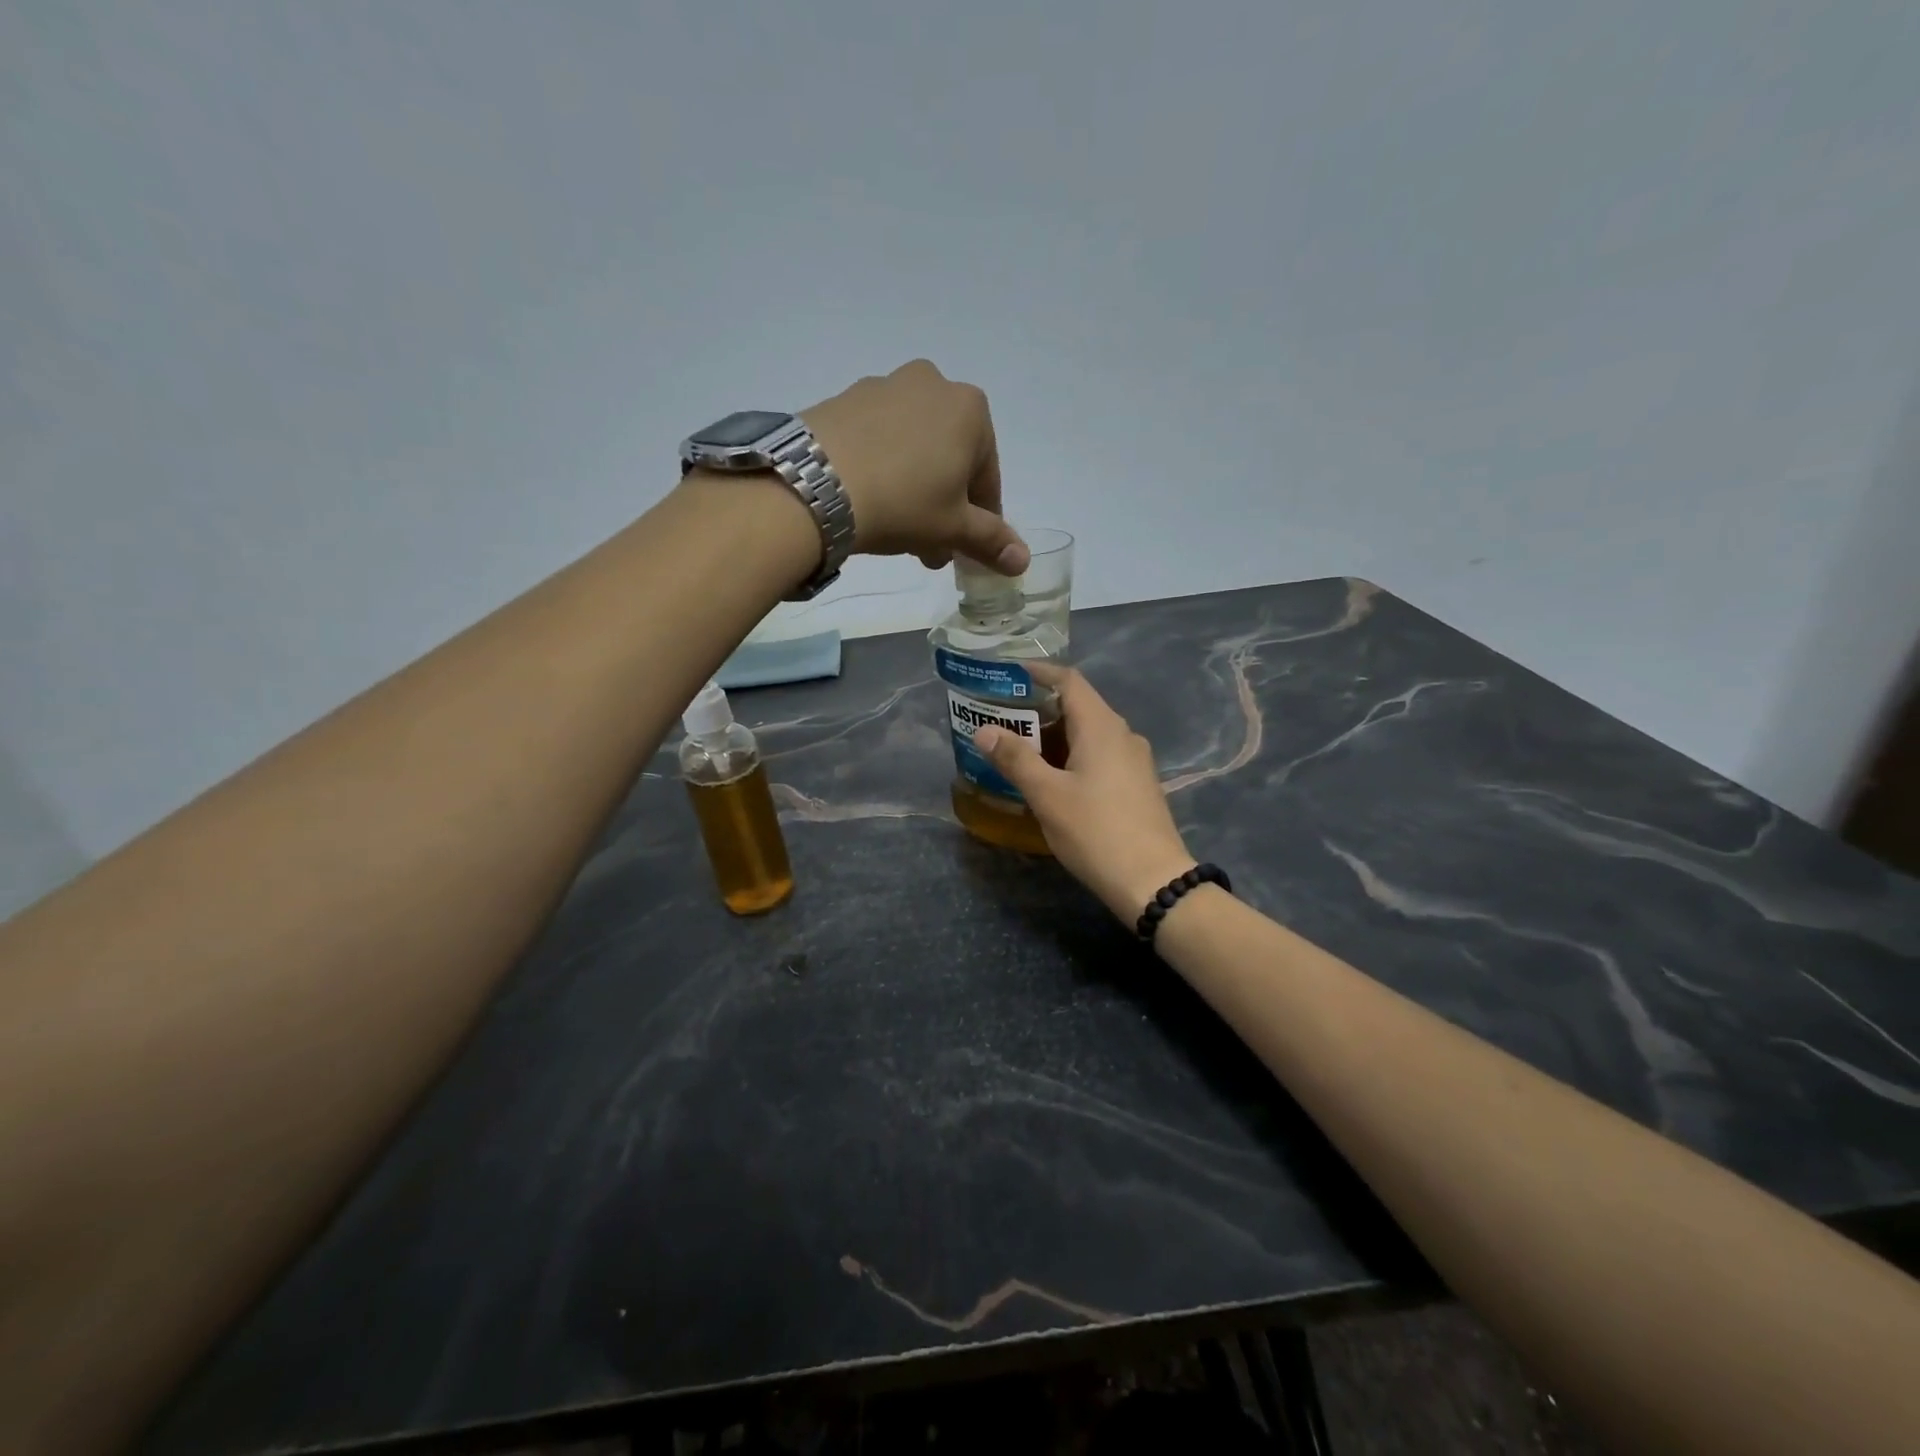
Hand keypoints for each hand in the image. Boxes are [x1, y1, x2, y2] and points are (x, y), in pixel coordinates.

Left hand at [801, 360, 1028, 573]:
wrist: (815, 485)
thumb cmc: (903, 502)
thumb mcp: (953, 528)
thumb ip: (991, 541)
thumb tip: (1023, 561)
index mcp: (971, 409)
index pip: (988, 476)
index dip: (981, 519)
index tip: (965, 548)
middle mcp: (932, 384)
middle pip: (950, 459)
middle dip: (945, 506)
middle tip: (930, 548)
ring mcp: (884, 386)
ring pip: (914, 450)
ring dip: (915, 491)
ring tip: (898, 533)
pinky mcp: (844, 399)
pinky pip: (878, 440)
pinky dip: (883, 470)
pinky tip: (868, 503)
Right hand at [972, 665, 1196, 922]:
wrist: (1153, 881)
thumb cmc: (1096, 831)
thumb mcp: (1047, 795)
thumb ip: (1015, 759)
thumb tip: (985, 730)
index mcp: (1101, 726)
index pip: (1069, 681)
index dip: (1038, 672)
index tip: (1007, 675)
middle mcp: (1122, 734)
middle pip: (1078, 706)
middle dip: (1039, 709)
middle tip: (1002, 718)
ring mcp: (1134, 760)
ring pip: (1089, 734)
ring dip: (1054, 736)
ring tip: (1019, 749)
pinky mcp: (1137, 784)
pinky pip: (1099, 755)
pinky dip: (1072, 755)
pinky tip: (1052, 778)